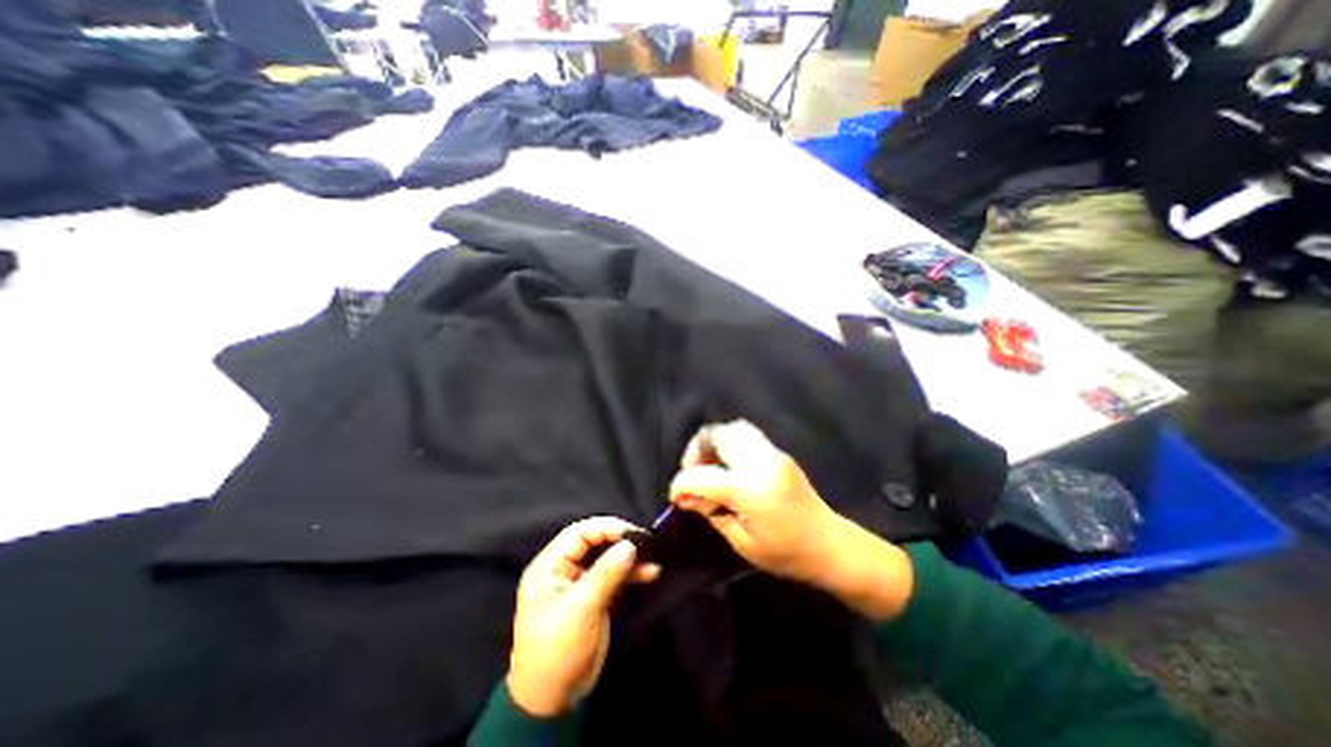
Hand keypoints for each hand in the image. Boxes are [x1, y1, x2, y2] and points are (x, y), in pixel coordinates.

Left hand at [509, 516, 657, 714]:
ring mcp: (580, 584)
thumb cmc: (557, 648)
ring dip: (630, 558)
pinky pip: (615, 578)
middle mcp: (564, 569)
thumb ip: (606, 573)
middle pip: (595, 543)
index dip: (606, 527)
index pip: (579, 533)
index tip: (632, 531)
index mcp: (550, 566)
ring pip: (607, 560)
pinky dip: (632, 575)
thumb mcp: (581, 608)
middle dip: (620, 540)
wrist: (552, 701)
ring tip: (653, 557)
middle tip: (646, 541)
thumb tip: (631, 544)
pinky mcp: (594, 599)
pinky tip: (651, 573)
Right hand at [671, 419, 835, 584]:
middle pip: (718, 435)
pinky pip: (748, 436)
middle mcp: (760, 463)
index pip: (702, 476)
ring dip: (715, 442)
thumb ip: (711, 512)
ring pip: (734, 428)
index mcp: (750, 490)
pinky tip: (730, 467)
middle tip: (694, 472)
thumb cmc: (786, 554)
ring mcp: (773, 454)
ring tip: (711, 466)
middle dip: (697, 450)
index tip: (676, 496)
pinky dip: (731, 444)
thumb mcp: (742, 542)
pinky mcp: (779, 454)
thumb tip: (685, 497)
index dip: (681, 484)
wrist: (830, 545)